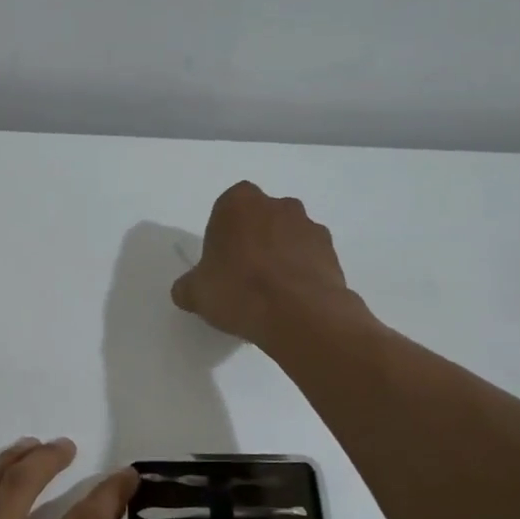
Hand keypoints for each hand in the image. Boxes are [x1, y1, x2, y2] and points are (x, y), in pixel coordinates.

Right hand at [172, 181, 360, 347]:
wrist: (299, 315)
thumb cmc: (238, 291)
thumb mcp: (196, 293)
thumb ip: (188, 286)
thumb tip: (186, 290)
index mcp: (238, 203)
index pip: (226, 209)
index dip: (222, 235)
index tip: (220, 262)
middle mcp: (277, 205)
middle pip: (260, 219)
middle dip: (253, 240)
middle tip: (243, 276)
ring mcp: (309, 226)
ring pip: (288, 236)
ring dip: (280, 255)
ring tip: (271, 293)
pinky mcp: (332, 251)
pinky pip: (310, 257)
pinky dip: (302, 272)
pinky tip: (292, 300)